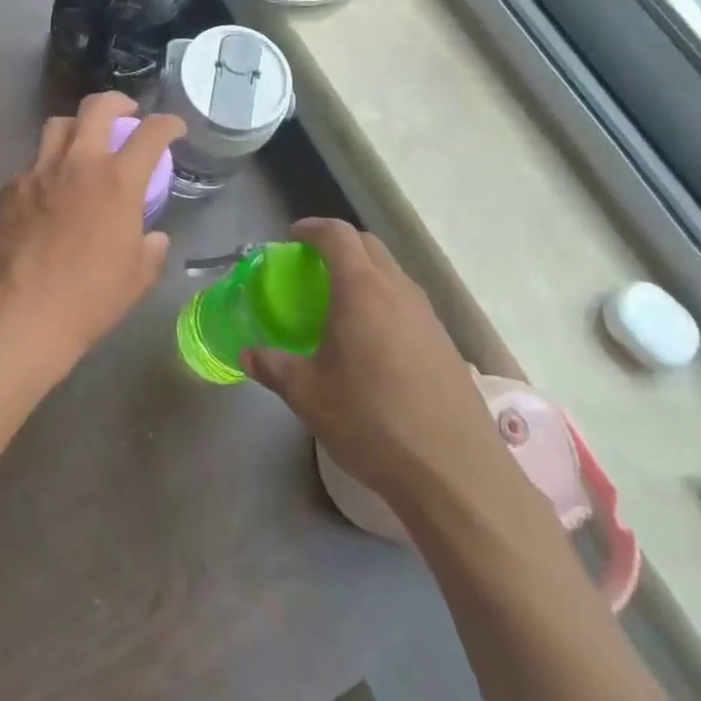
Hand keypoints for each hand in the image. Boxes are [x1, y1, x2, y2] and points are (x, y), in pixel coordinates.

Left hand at [0, 93, 183, 376]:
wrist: (25, 311)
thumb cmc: (91, 296)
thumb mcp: (138, 275)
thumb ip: (151, 248)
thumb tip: (153, 237)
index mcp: (118, 180)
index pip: (152, 133)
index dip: (168, 124)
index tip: (173, 128)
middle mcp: (79, 163)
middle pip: (97, 107)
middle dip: (117, 102)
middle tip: (125, 114)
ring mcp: (39, 171)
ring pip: (58, 125)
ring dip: (77, 127)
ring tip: (83, 143)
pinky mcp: (11, 187)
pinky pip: (33, 164)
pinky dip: (47, 167)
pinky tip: (49, 190)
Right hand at [242, 219, 522, 522]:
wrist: (454, 472)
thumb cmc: (371, 421)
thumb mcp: (308, 395)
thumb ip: (273, 367)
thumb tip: (246, 354)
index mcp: (362, 291)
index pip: (338, 235)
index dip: (313, 228)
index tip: (293, 237)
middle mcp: (398, 292)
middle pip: (369, 246)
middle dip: (339, 244)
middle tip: (313, 266)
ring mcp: (428, 317)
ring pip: (393, 274)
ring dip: (365, 273)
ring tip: (340, 304)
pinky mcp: (446, 344)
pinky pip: (408, 304)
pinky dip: (384, 302)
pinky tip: (373, 342)